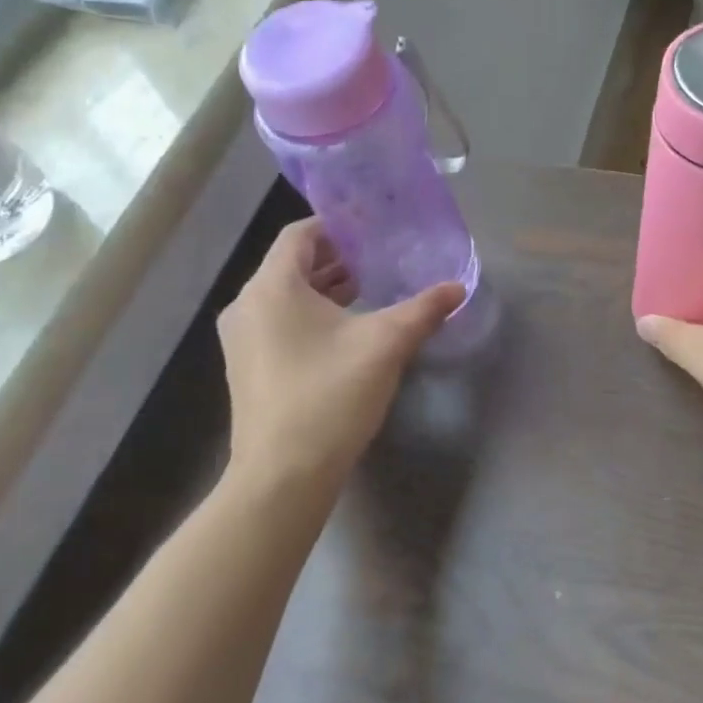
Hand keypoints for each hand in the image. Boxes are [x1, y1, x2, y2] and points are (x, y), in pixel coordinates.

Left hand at [216, 218, 463, 498]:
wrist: (283, 476)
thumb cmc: (330, 395)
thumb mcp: (386, 344)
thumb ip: (424, 309)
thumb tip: (459, 287)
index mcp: (272, 287)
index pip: (300, 234)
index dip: (337, 226)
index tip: (373, 227)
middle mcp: (247, 306)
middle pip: (293, 264)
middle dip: (338, 258)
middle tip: (382, 256)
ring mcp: (242, 339)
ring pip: (287, 296)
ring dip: (327, 287)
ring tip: (372, 288)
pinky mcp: (248, 367)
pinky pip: (280, 322)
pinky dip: (312, 314)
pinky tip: (348, 329)